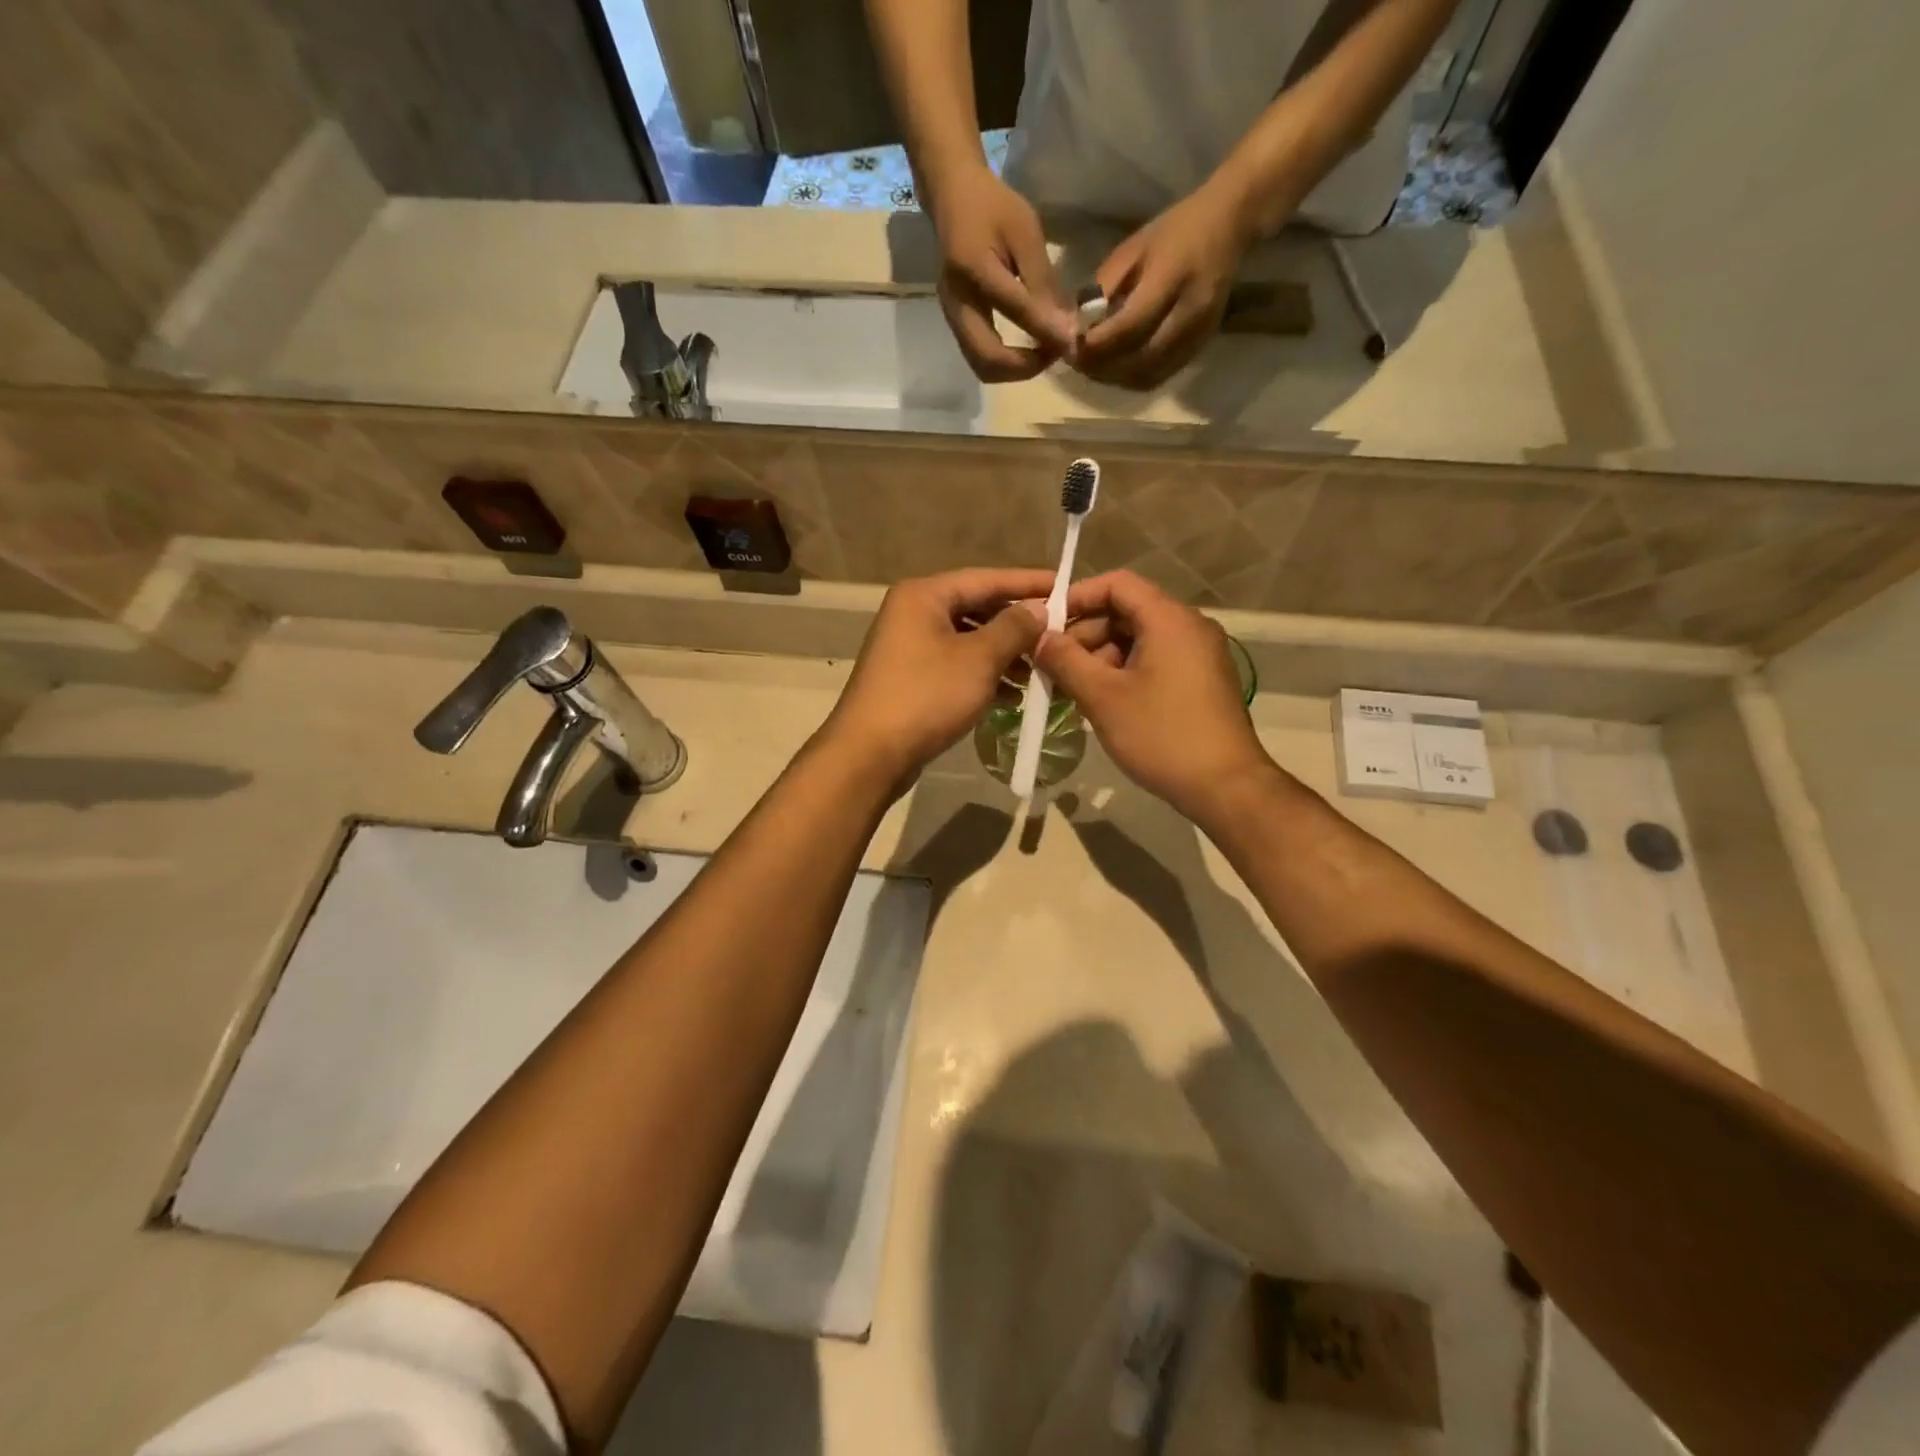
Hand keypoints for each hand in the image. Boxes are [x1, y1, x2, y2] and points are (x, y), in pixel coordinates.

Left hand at [823, 568, 1055, 784]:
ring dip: (1004, 654)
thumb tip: (1039, 609)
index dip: (1028, 584)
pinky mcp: (912, 679)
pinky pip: (957, 666)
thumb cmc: (926, 696)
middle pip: (977, 608)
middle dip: (1018, 625)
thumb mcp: (979, 659)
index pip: (986, 579)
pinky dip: (984, 676)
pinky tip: (1013, 695)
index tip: (1066, 587)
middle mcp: (913, 613)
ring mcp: (909, 647)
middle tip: (1059, 633)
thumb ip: (1014, 628)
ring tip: (1040, 670)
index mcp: (924, 595)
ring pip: (968, 641)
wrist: (870, 754)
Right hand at [927, 166, 1077, 381]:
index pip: (1014, 310)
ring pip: (982, 366)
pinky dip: (1006, 362)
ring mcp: (952, 318)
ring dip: (1015, 369)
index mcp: (975, 268)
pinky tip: (1027, 347)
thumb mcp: (1026, 233)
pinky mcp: (955, 324)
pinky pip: (980, 357)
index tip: (1072, 344)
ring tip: (1043, 352)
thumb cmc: (993, 207)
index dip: (1046, 331)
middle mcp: (957, 302)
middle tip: (1054, 353)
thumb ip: (1044, 282)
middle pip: (988, 360)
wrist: (952, 197)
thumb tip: (1066, 327)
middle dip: (1025, 367)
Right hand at [1035, 571, 1280, 822]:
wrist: (1225, 786)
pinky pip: (1155, 661)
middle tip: (1053, 666)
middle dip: (1085, 634)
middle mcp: (1189, 627)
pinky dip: (1124, 672)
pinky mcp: (1201, 680)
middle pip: (1127, 611)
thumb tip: (1039, 637)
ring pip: (1139, 639)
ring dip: (1101, 657)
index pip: (1117, 583)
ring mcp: (1199, 655)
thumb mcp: (1103, 697)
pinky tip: (1101, 701)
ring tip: (1072, 689)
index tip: (1046, 625)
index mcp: (1170, 619)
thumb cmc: (1161, 735)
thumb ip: (1065, 661)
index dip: (1077, 597)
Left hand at [1077, 178, 1256, 389]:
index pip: (1130, 326)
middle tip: (1077, 362)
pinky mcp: (1199, 348)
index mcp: (1172, 277)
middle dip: (1102, 367)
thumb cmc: (1175, 231)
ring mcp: (1198, 335)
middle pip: (1139, 360)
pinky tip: (1116, 369)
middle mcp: (1189, 312)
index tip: (1072, 346)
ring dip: (1115, 379)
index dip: (1097, 344)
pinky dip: (1133, 379)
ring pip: (1148, 375)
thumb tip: (1076, 327)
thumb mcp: (1132, 249)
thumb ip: (1104, 289)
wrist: (1229, 225)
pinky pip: (1160, 376)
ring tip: (1093, 368)